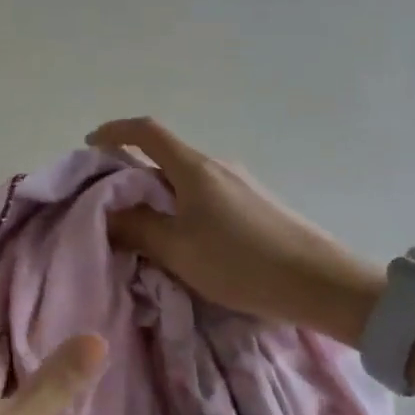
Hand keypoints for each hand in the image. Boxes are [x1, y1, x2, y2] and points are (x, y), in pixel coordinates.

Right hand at [87, 117, 386, 344]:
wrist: (323, 283)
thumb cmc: (242, 262)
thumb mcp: (178, 250)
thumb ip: (137, 228)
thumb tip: (108, 212)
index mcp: (193, 167)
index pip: (146, 131)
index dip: (114, 131)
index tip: (91, 145)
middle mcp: (216, 165)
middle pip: (164, 156)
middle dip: (132, 173)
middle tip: (111, 205)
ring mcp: (240, 182)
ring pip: (185, 179)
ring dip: (159, 195)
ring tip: (147, 229)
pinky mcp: (256, 203)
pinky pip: (206, 194)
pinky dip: (183, 206)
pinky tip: (187, 240)